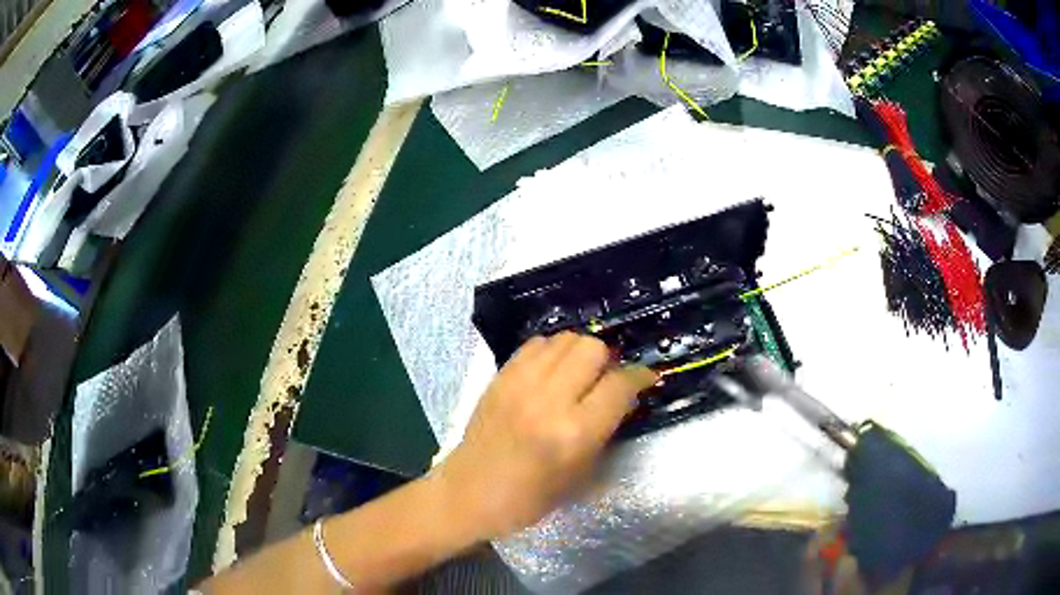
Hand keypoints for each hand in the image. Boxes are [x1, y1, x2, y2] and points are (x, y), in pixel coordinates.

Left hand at [435, 332, 656, 540]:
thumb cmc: (529, 497)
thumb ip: (606, 430)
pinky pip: (536, 344)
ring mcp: (520, 383)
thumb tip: (624, 396)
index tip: (646, 378)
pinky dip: (552, 351)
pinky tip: (552, 371)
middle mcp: (549, 399)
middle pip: (593, 348)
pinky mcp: (500, 376)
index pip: (620, 384)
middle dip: (609, 360)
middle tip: (607, 379)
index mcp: (574, 432)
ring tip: (579, 374)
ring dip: (581, 352)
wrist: (469, 492)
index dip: (640, 376)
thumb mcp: (580, 473)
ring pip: (565, 339)